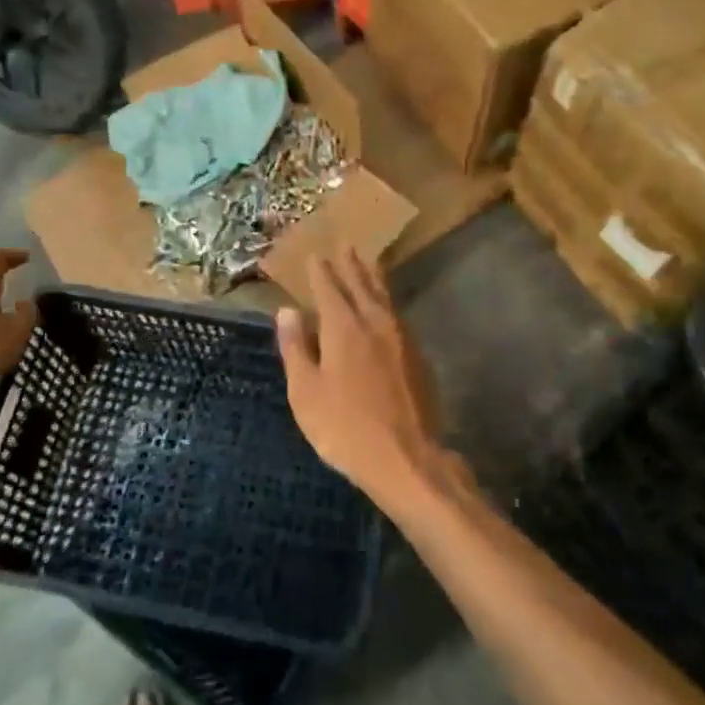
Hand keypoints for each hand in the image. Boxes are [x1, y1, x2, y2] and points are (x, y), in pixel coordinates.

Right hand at [276, 249, 445, 512]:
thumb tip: (286, 310)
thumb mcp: (306, 392)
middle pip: (361, 284)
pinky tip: (386, 307)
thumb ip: (296, 348)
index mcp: (343, 328)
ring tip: (368, 262)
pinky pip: (397, 314)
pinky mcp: (417, 355)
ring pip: (384, 296)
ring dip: (373, 277)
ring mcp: (401, 338)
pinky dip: (387, 300)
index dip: (320, 271)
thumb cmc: (345, 429)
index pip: (329, 289)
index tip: (314, 254)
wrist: (408, 459)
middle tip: (345, 245)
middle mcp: (374, 323)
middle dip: (350, 265)